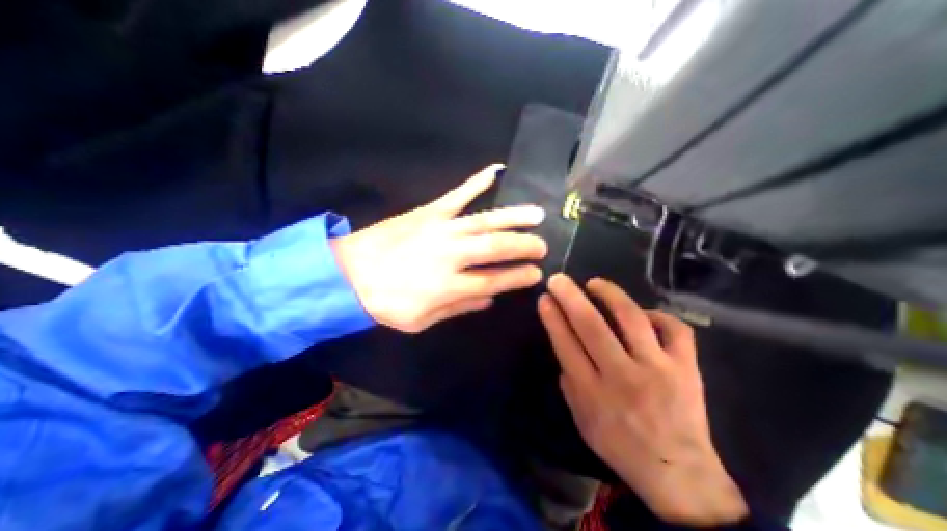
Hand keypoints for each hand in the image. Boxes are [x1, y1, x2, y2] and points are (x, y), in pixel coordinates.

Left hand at [331, 163, 547, 334]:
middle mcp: (451, 255)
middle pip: (496, 248)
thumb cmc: (384, 303)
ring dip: (514, 217)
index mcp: (449, 285)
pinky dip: (476, 182)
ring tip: (537, 214)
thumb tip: (490, 298)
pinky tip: (496, 170)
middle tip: (542, 247)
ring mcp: (440, 229)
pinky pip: (457, 194)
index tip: (536, 274)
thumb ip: (459, 308)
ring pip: (485, 220)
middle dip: (524, 247)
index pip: (495, 281)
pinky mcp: (428, 212)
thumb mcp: (421, 321)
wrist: (347, 274)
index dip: (518, 277)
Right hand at [539, 274, 746, 527]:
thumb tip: (565, 343)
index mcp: (594, 393)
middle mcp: (624, 377)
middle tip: (559, 280)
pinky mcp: (687, 368)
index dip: (553, 318)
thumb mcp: (581, 418)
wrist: (679, 473)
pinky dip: (657, 314)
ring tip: (595, 283)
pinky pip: (675, 330)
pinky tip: (642, 313)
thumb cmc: (619, 444)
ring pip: (632, 319)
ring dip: (610, 294)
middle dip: (571, 298)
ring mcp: (659, 370)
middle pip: (592, 327)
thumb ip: (570, 380)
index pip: (566, 345)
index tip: (544, 298)